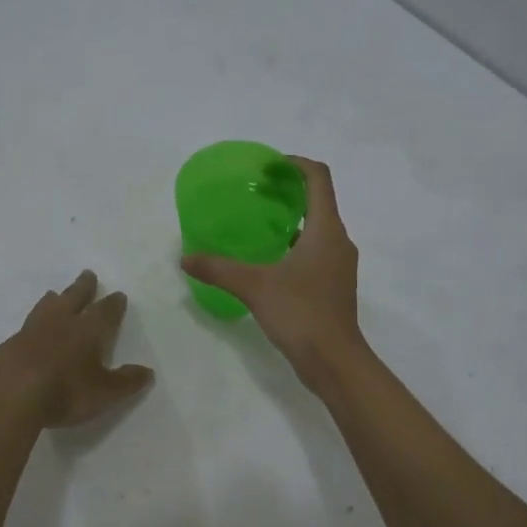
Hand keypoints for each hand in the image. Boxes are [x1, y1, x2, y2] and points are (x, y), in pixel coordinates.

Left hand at [0, 271, 154, 428]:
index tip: (118, 295)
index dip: (113, 304)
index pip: (105, 311)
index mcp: (88, 330)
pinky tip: (29, 332)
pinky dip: (32, 324)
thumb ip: (126, 382)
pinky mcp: (8, 345)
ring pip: (46, 307)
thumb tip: (148, 372)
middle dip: (83, 287)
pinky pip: (25, 327)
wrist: (9, 395)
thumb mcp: (104, 393)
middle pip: (74, 297)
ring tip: (55, 294)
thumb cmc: (65, 391)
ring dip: (54, 299)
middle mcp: (60, 323)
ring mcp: (30, 331)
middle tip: (88, 274)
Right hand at [180, 157, 363, 385]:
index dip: (294, 165)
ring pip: (318, 229)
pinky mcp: (335, 285)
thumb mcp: (254, 287)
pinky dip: (296, 245)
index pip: (318, 178)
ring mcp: (340, 265)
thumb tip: (186, 258)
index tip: (267, 168)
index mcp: (326, 230)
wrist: (334, 361)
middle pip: (319, 201)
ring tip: (260, 226)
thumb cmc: (300, 314)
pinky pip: (317, 251)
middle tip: (256, 194)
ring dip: (293, 220)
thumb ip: (219, 269)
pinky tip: (271, 262)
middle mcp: (339, 241)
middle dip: (289, 192)